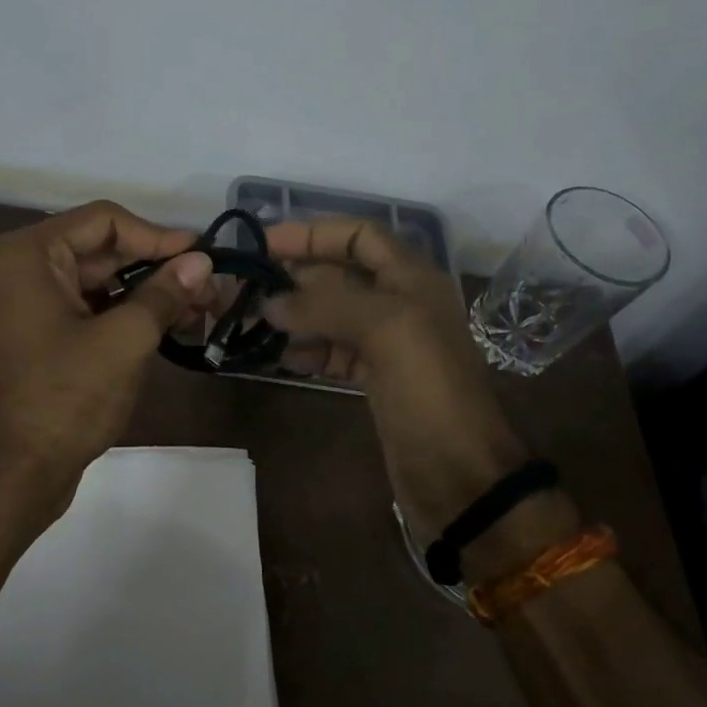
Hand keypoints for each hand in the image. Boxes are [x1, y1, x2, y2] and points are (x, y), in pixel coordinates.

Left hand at [0, 202, 214, 511]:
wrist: (17, 472)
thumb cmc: (66, 397)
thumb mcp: (124, 339)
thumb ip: (164, 293)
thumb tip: (203, 261)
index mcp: (30, 254)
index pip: (105, 220)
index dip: (157, 235)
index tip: (202, 256)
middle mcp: (22, 269)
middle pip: (102, 250)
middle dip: (157, 267)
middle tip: (209, 286)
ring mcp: (28, 304)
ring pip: (98, 282)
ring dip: (147, 292)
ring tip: (199, 308)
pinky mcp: (39, 336)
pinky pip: (87, 309)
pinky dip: (125, 314)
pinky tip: (168, 327)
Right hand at [264, 219, 531, 543]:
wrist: (459, 474)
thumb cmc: (428, 388)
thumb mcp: (384, 328)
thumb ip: (325, 305)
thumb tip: (269, 302)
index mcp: (411, 278)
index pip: (359, 235)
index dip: (314, 232)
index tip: (266, 243)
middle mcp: (399, 302)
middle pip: (339, 274)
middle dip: (296, 277)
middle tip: (247, 288)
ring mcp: (386, 342)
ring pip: (331, 314)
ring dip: (295, 315)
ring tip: (254, 323)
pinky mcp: (375, 377)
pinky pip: (332, 350)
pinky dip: (306, 350)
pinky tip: (280, 357)